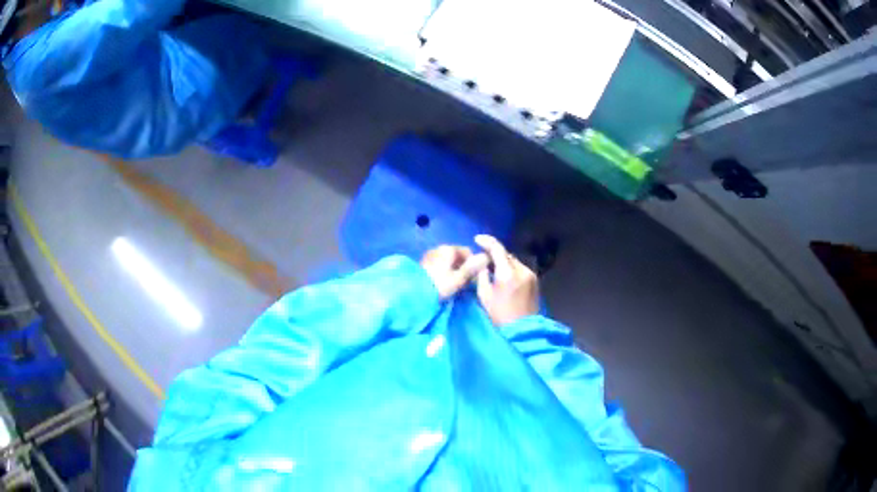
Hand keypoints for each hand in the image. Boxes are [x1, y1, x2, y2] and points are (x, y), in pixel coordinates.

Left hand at [421, 246, 488, 299]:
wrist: (413, 293)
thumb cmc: (438, 285)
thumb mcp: (458, 279)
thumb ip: (472, 268)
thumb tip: (486, 257)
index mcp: (448, 249)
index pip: (467, 252)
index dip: (473, 264)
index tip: (473, 278)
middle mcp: (438, 248)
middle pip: (457, 255)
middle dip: (463, 267)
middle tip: (464, 283)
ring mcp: (429, 255)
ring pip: (448, 260)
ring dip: (453, 270)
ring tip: (454, 284)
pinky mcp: (423, 263)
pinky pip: (439, 264)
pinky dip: (444, 271)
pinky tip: (443, 283)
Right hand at [475, 235, 538, 326]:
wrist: (522, 331)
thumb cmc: (499, 316)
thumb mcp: (484, 296)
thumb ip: (481, 275)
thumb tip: (482, 263)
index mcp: (507, 273)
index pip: (497, 249)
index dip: (486, 241)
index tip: (476, 239)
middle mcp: (522, 270)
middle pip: (506, 254)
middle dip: (494, 254)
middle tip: (482, 258)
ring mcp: (531, 275)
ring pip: (514, 262)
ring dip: (503, 262)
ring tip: (492, 269)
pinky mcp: (535, 281)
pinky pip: (520, 269)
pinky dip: (511, 269)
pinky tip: (504, 278)